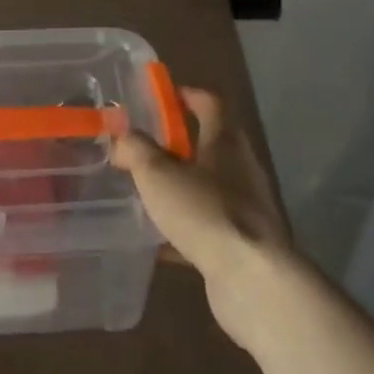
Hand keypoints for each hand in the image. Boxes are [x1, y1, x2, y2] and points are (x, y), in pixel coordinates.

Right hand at [112, 88, 292, 352]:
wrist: (252, 280)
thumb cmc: (204, 212)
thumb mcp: (157, 174)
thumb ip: (135, 149)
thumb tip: (121, 134)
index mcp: (225, 142)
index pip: (210, 102)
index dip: (185, 94)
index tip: (159, 96)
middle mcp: (240, 168)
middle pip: (210, 143)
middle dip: (177, 143)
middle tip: (142, 148)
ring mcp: (246, 207)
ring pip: (208, 186)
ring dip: (181, 186)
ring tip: (146, 192)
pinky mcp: (242, 243)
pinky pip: (208, 226)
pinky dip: (184, 228)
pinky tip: (157, 242)